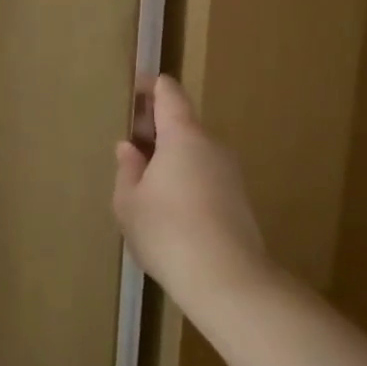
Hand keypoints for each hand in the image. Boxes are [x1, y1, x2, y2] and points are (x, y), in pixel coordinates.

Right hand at [113, 77, 273, 314]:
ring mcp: (230, 173)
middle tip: (129, 144)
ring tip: (142, 180)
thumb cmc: (166, 230)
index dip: (151, 86)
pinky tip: (166, 206)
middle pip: (182, 123)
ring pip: (194, 152)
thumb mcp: (128, 200)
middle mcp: (211, 146)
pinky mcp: (238, 200)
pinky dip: (184, 178)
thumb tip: (130, 149)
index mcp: (182, 135)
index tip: (134, 88)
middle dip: (155, 128)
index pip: (169, 94)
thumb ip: (127, 169)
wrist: (226, 279)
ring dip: (169, 157)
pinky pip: (204, 176)